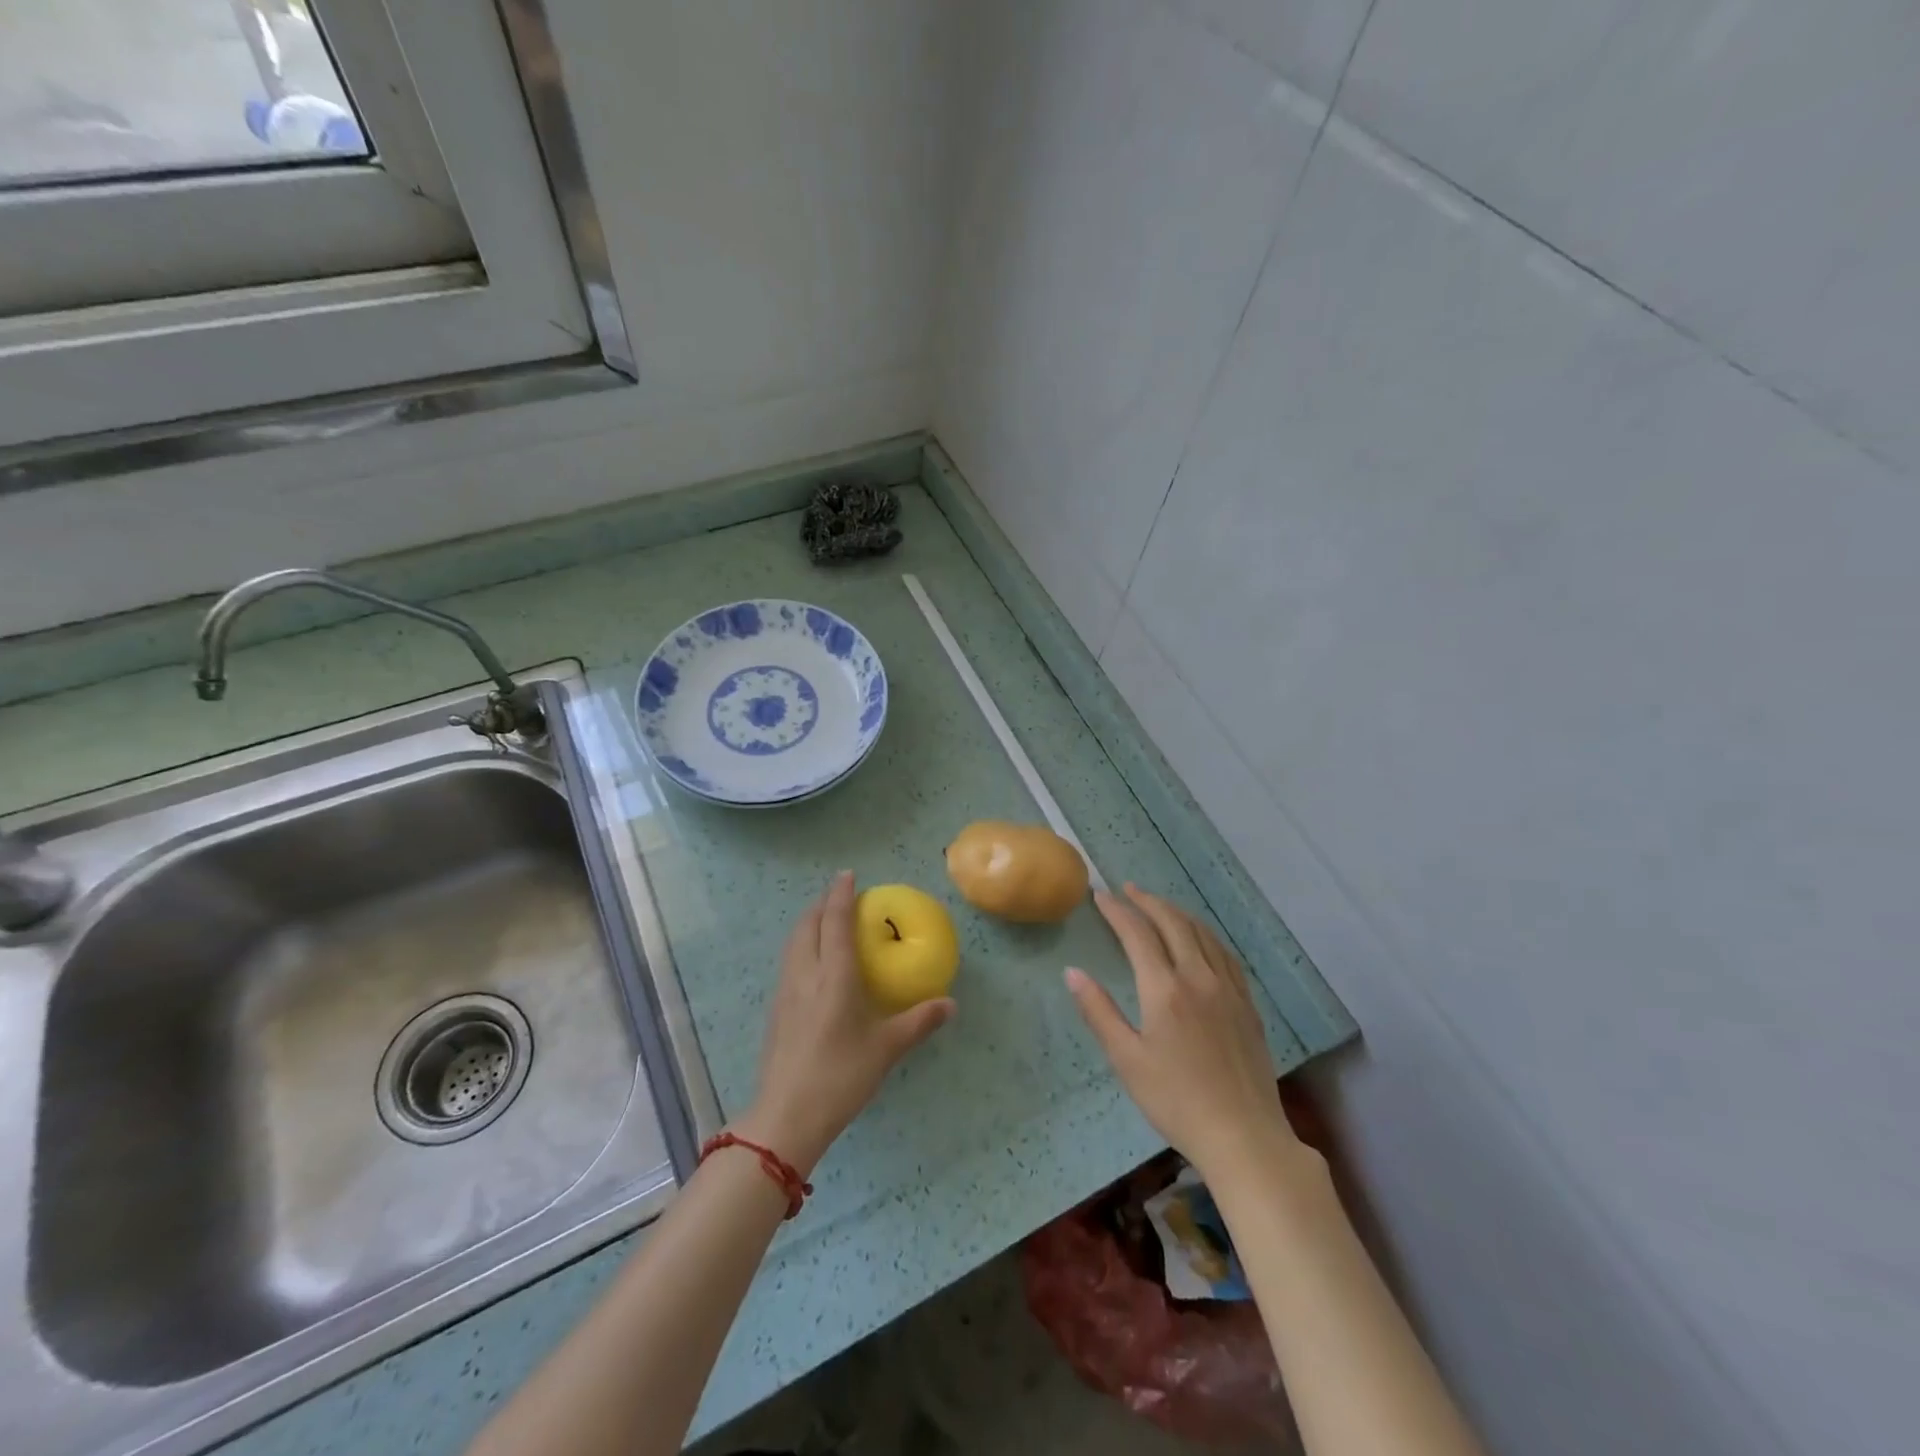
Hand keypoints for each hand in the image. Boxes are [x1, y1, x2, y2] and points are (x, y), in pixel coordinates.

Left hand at [733, 872, 953, 1174]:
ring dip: (808, 924)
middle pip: (807, 925)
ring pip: (793, 943)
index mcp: (833, 976)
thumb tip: (950, 1004)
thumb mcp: (886, 1049)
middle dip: (821, 904)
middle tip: (839, 896)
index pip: (834, 922)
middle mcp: (805, 974)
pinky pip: (788, 962)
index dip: (840, 895)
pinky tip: (813, 965)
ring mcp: (785, 992)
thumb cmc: (840, 1077)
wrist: (785, 1117)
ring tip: (825, 922)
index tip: (848, 874)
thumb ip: (918, 1022)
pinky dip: (801, 947)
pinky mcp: (775, 1010)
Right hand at [1067, 884, 1304, 1181]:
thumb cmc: (1176, 1101)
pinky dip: (1205, 934)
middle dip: (1148, 901)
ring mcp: (1228, 989)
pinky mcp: (1247, 1004)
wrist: (1244, 1136)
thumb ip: (1099, 1012)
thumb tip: (1072, 972)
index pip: (1138, 934)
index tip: (1100, 896)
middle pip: (1173, 923)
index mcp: (1165, 989)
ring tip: (1158, 905)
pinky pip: (1225, 954)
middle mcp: (1199, 978)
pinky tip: (1200, 939)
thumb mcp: (1127, 1060)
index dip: (1117, 911)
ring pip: (1202, 933)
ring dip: (1177, 912)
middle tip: (1127, 890)